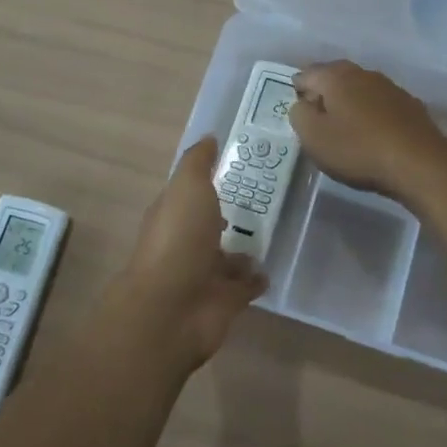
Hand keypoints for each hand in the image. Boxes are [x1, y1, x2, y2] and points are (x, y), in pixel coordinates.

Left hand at [101, 137, 266, 371]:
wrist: (173, 309)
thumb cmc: (178, 239)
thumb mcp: (187, 187)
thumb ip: (198, 163)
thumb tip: (209, 137)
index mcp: (173, 214)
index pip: (191, 193)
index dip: (210, 179)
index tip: (239, 165)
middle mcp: (186, 243)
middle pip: (210, 225)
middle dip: (230, 214)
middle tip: (266, 198)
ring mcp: (204, 274)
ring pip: (227, 257)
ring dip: (243, 249)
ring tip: (273, 232)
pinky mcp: (224, 301)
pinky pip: (244, 286)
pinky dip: (255, 279)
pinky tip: (272, 267)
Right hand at [289, 61, 446, 204]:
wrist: (419, 162)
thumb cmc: (358, 149)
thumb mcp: (314, 137)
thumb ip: (299, 115)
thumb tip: (303, 104)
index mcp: (336, 76)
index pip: (306, 74)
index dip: (297, 92)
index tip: (298, 113)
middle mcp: (363, 73)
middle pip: (334, 78)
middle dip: (323, 94)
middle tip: (317, 120)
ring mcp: (389, 87)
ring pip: (359, 89)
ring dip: (349, 104)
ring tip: (344, 128)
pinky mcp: (409, 105)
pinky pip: (379, 104)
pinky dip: (370, 114)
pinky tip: (371, 134)